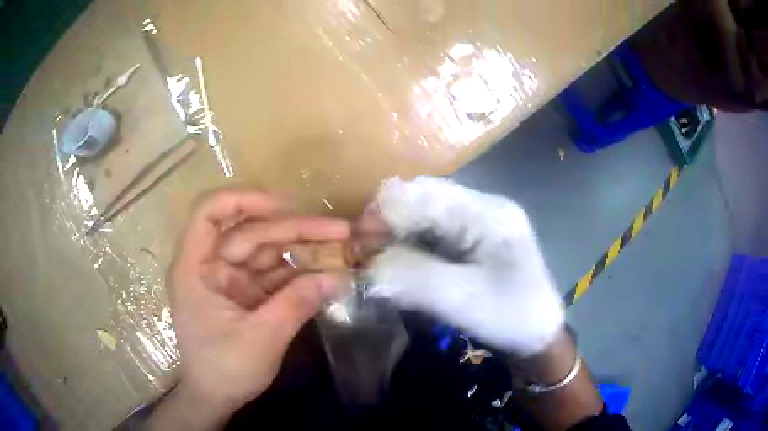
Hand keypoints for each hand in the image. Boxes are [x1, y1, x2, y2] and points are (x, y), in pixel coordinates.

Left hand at [148, 189, 349, 429]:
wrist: (216, 399)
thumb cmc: (224, 370)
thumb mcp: (261, 339)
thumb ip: (297, 304)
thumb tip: (339, 276)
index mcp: (196, 268)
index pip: (210, 213)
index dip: (245, 200)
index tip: (284, 205)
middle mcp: (211, 265)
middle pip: (251, 232)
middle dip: (294, 230)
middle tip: (340, 230)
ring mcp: (231, 279)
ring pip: (268, 251)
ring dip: (303, 249)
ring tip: (342, 247)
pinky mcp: (247, 294)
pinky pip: (275, 274)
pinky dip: (300, 273)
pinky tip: (327, 270)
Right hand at [364, 177, 563, 355]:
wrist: (538, 336)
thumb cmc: (510, 317)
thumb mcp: (461, 300)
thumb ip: (412, 277)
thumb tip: (368, 264)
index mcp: (488, 213)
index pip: (425, 194)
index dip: (386, 212)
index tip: (358, 240)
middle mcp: (483, 207)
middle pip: (423, 199)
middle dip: (389, 222)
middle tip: (365, 252)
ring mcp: (479, 222)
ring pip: (425, 216)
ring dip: (398, 234)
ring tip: (377, 258)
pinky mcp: (474, 240)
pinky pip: (434, 233)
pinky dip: (411, 245)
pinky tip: (401, 262)